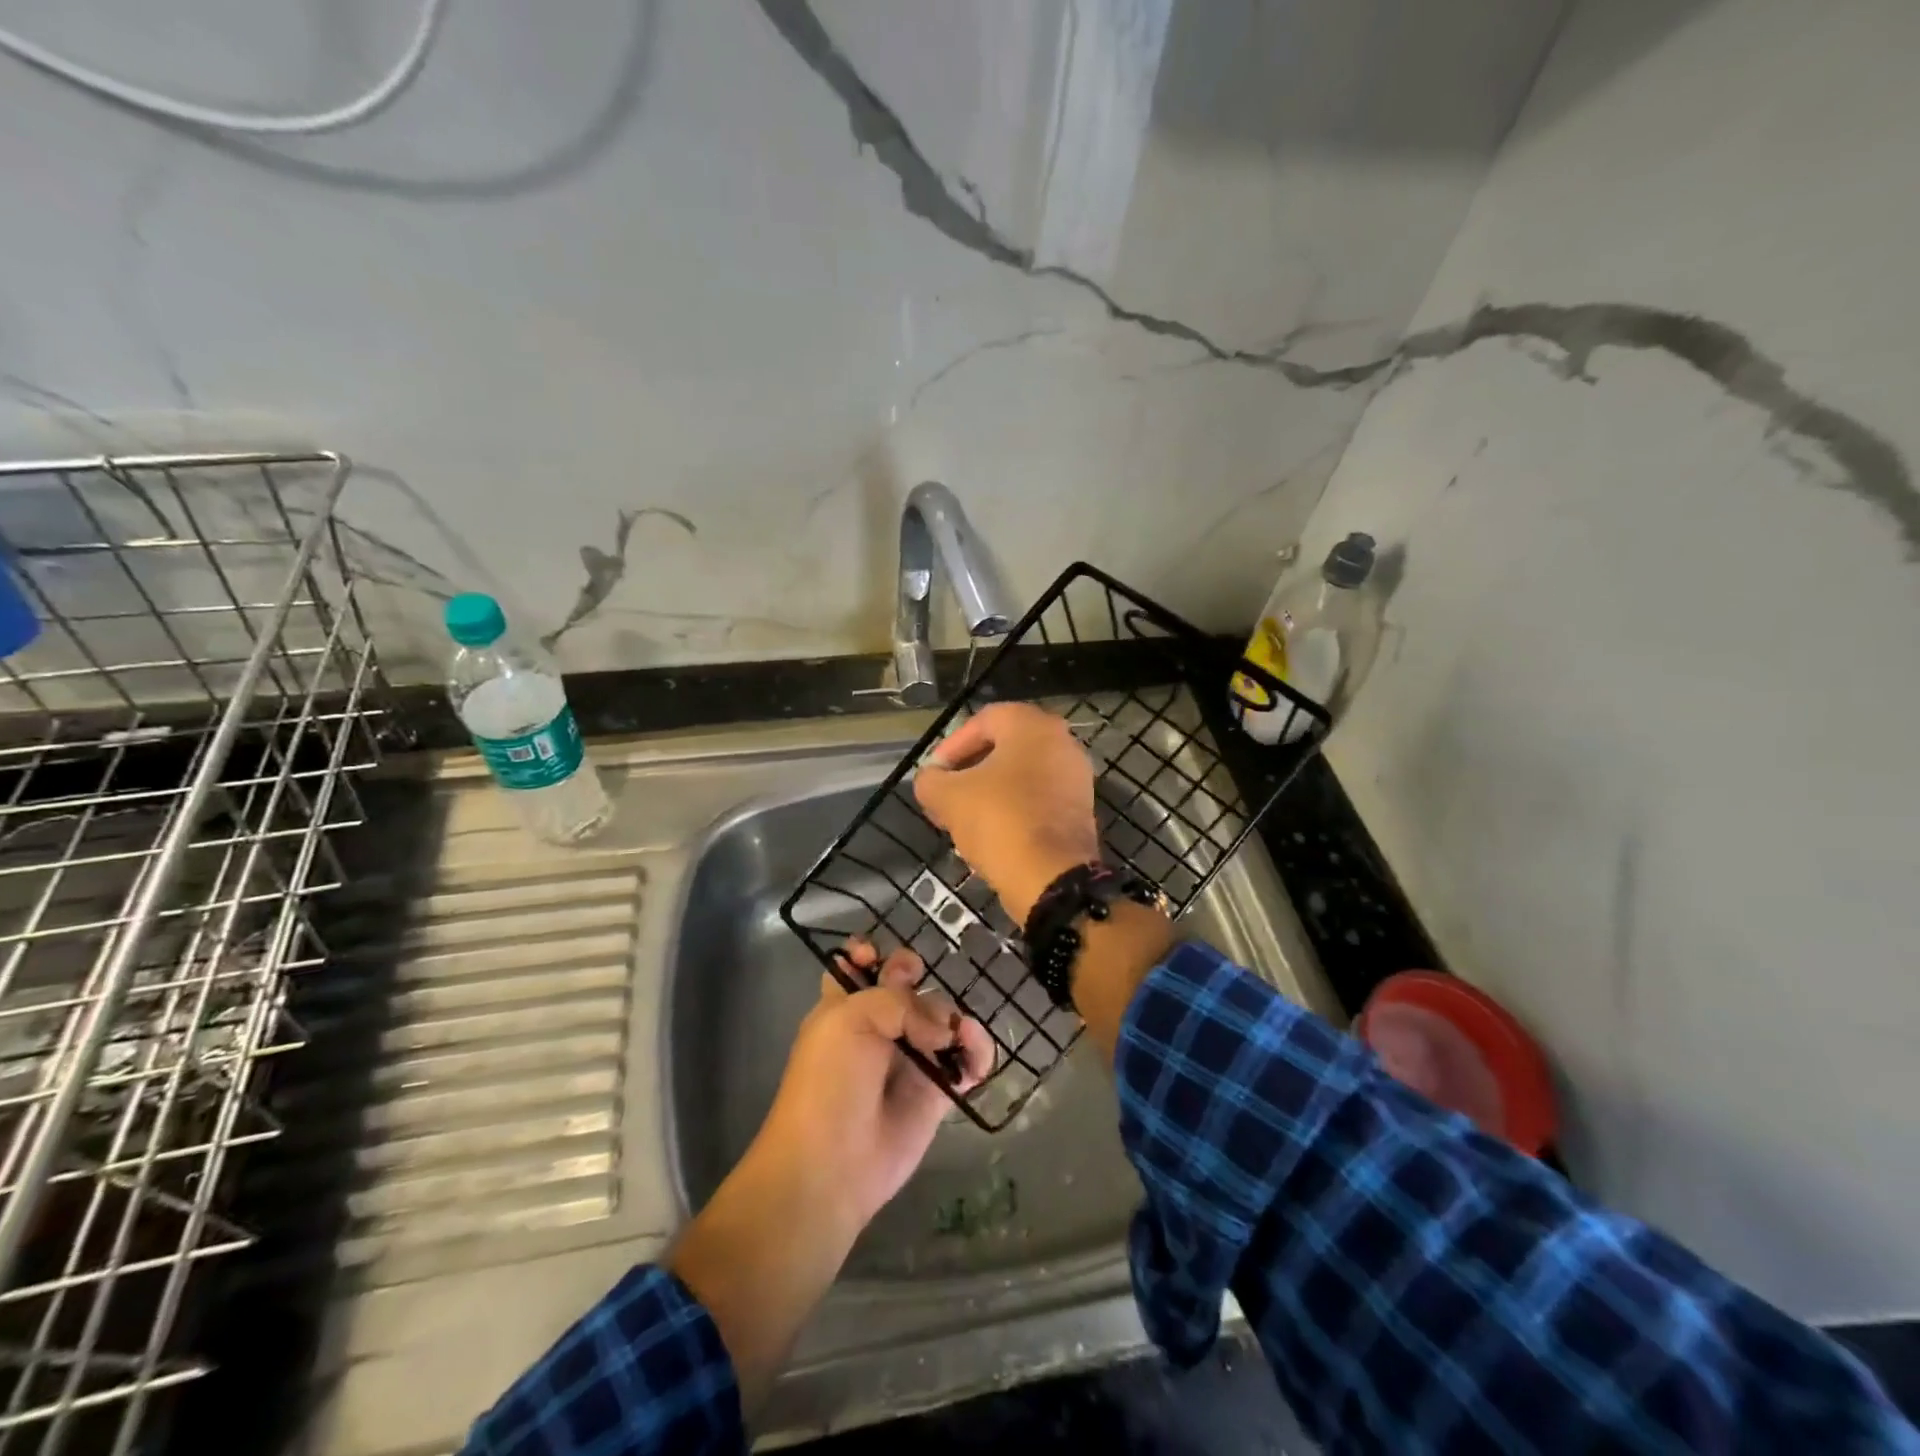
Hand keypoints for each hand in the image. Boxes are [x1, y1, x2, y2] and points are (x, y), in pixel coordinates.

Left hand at [755, 940, 994, 1230]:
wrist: (832, 1165)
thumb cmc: (829, 1082)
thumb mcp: (850, 1020)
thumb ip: (901, 1002)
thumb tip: (943, 1031)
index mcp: (845, 1006)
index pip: (858, 966)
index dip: (869, 954)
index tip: (875, 958)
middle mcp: (879, 1026)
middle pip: (909, 984)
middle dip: (918, 981)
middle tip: (916, 998)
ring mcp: (910, 1057)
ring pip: (944, 1017)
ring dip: (956, 1019)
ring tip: (959, 1037)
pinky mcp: (937, 1091)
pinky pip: (968, 1059)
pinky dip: (979, 1052)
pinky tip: (975, 1060)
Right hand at [913, 702, 1100, 922]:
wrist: (1051, 876)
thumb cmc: (998, 820)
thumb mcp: (947, 797)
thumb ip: (930, 780)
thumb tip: (931, 779)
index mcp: (1032, 725)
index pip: (982, 722)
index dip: (951, 747)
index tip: (933, 775)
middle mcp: (1061, 742)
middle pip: (1003, 748)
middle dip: (968, 772)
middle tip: (945, 796)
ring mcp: (1075, 776)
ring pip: (1020, 776)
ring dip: (988, 793)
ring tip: (962, 818)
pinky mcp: (1080, 809)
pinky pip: (1037, 799)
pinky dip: (1013, 809)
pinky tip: (991, 834)